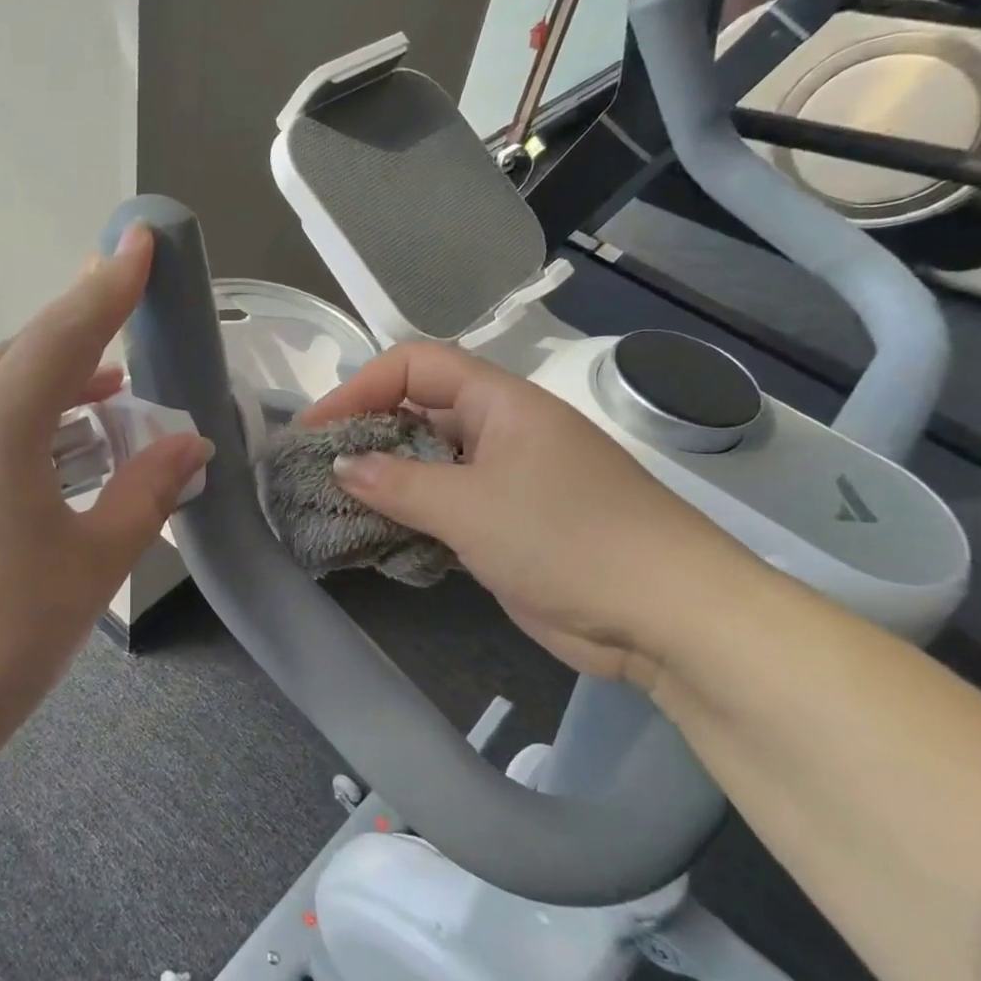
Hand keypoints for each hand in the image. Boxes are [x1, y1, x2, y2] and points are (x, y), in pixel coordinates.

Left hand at [0, 226, 211, 741]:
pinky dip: (14, 422)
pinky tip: (41, 454)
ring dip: (51, 389)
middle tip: (132, 335)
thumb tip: (189, 443)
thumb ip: (147, 489)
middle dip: (84, 340)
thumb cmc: (3, 637)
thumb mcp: (94, 561)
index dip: (110, 285)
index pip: (66, 332)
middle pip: (25, 355)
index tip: (139, 240)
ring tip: (103, 404)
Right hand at [302, 342, 757, 688]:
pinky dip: (409, 516)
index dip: (360, 386)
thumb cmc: (567, 538)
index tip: (316, 428)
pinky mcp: (506, 526)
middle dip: (365, 433)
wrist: (665, 615)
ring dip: (383, 479)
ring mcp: (506, 480)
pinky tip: (376, 535)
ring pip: (429, 464)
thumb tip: (342, 464)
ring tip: (332, 502)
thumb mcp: (470, 507)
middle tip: (316, 467)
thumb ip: (397, 483)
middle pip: (418, 411)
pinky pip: (444, 507)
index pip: (416, 365)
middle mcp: (501, 431)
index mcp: (501, 403)